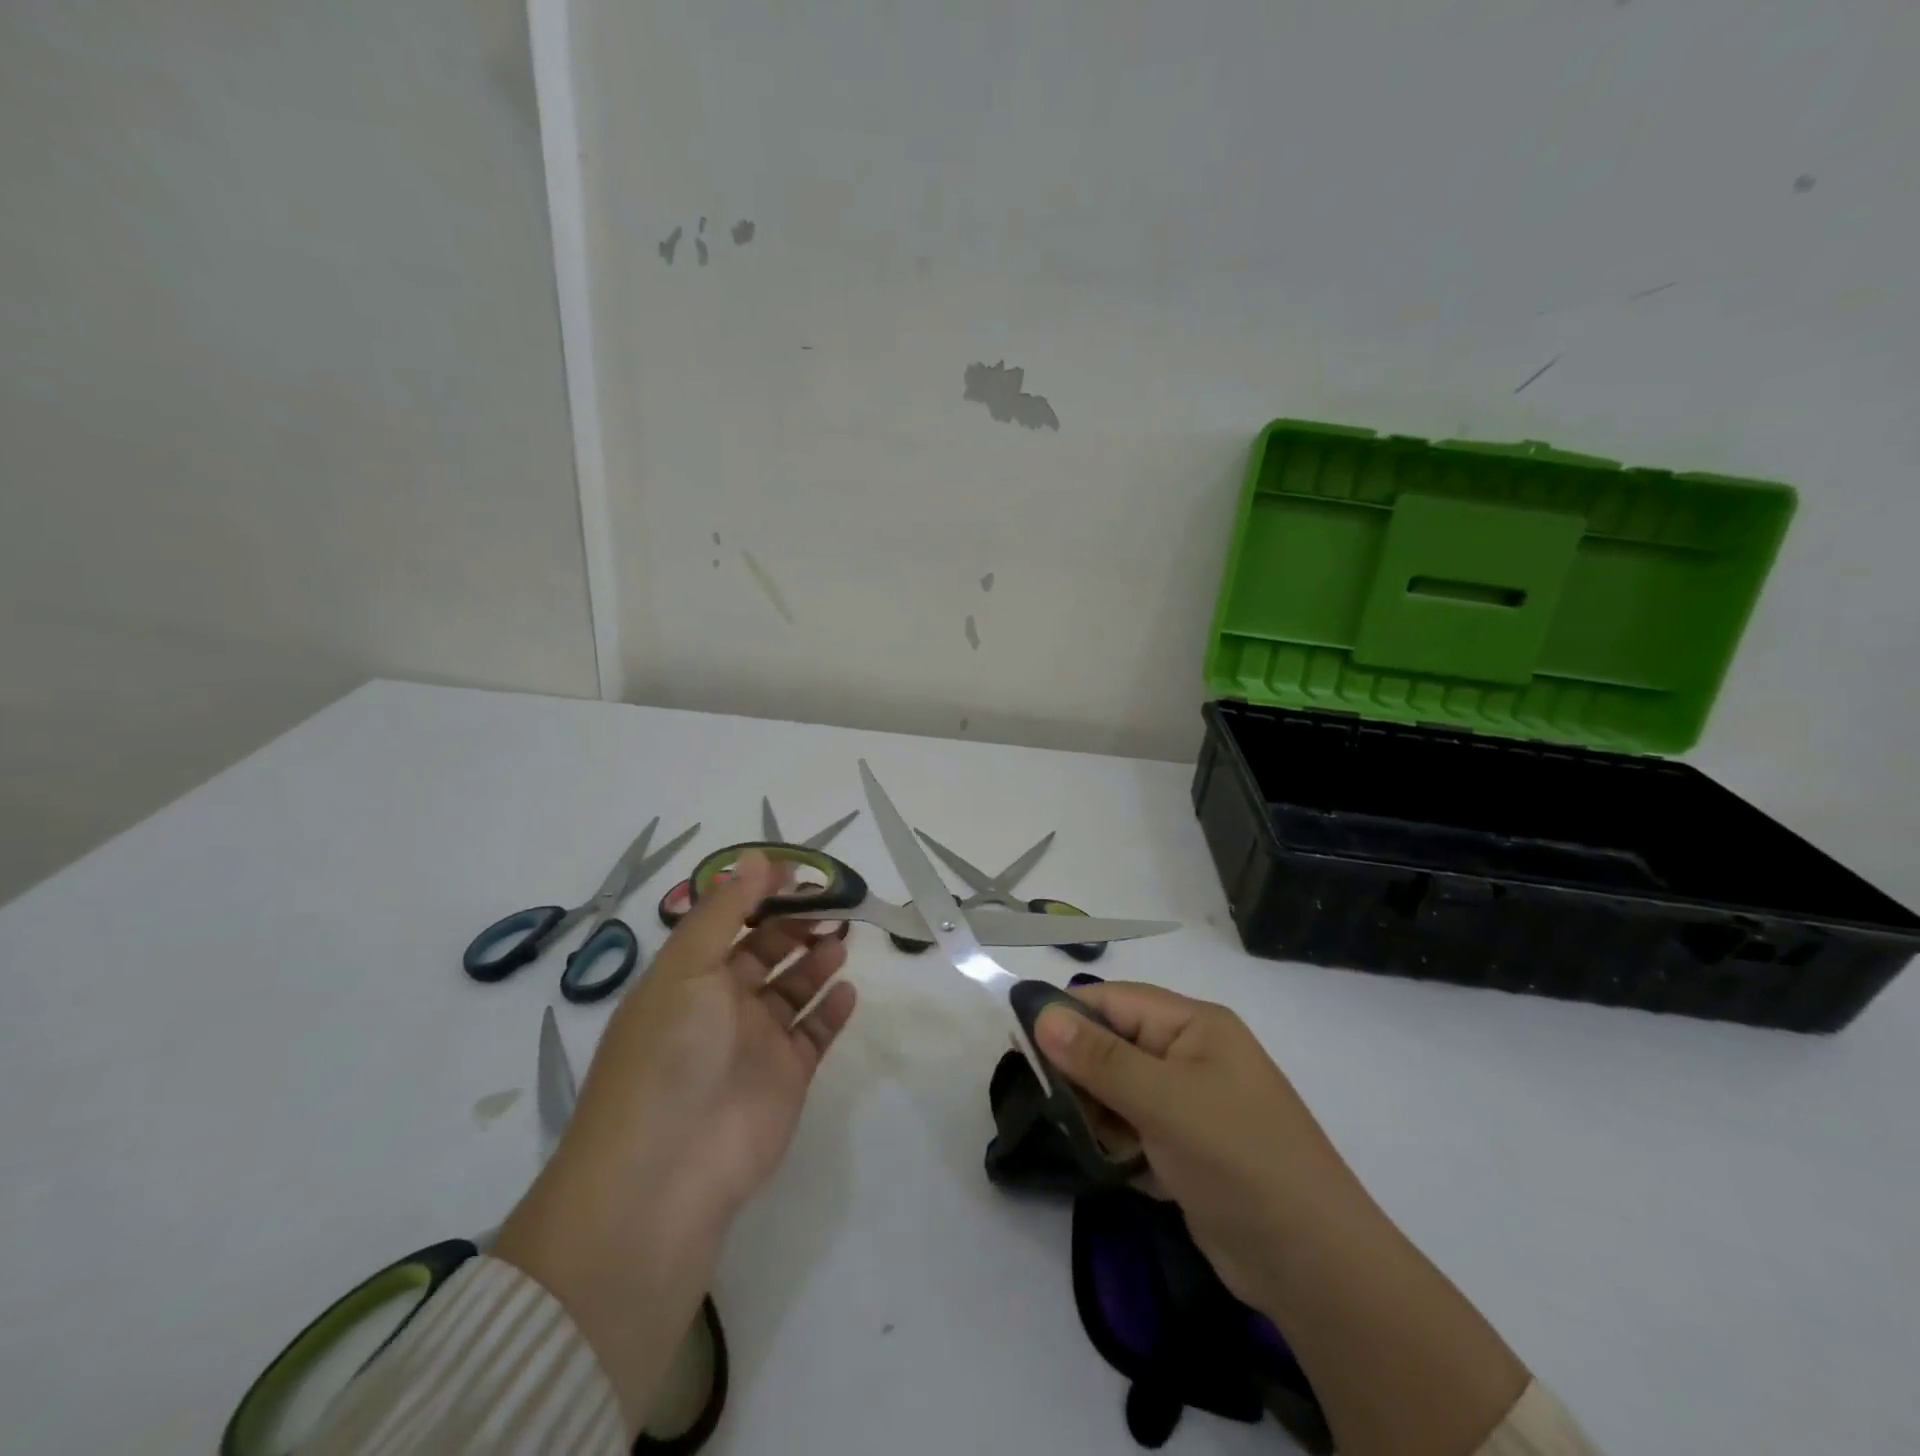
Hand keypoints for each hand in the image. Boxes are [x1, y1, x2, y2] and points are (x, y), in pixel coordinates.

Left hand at [497, 851, 855, 1432]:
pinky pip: (815, 1031)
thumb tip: (757, 857)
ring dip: (818, 958)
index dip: (762, 894)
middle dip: (798, 922)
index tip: (800, 873)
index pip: (730, 921)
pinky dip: (832, 1008)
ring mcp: (757, 1041)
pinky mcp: (787, 1076)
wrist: (667, 1173)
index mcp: (689, 976)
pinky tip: (846, 989)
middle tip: (834, 902)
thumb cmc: (669, 1054)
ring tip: (842, 938)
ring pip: (796, 986)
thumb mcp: (686, 968)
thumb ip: (724, 911)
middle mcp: (722, 1004)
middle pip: (768, 949)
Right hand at [1033, 981, 1363, 1308]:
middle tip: (1043, 1096)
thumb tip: (1042, 1015)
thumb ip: (1100, 1059)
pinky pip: (1134, 1129)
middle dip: (1079, 1068)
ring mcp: (1191, 1105)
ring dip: (1095, 1110)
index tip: (1018, 1036)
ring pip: (1120, 1090)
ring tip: (1076, 1135)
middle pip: (1115, 1044)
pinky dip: (1115, 1142)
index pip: (1116, 1001)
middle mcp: (1191, 1056)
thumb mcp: (1164, 1101)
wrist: (1314, 1267)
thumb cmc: (1239, 1159)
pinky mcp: (1186, 1150)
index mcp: (1194, 1026)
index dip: (1068, 1012)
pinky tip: (1106, 1163)